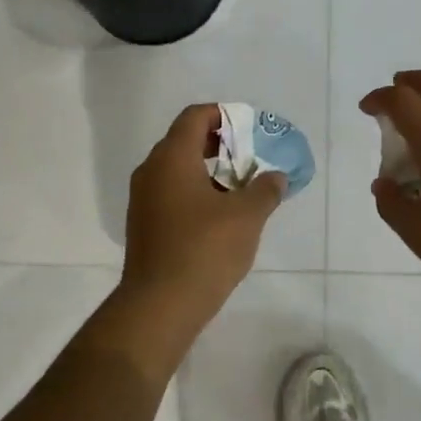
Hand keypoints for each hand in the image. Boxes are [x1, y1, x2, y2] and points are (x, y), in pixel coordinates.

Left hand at [121, 104, 285, 330]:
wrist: (160, 304)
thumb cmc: (204, 249)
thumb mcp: (247, 216)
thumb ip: (265, 189)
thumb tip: (276, 177)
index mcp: (172, 157)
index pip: (195, 116)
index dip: (224, 115)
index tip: (251, 130)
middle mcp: (151, 171)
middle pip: (186, 141)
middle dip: (221, 145)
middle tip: (252, 158)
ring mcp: (144, 200)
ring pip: (179, 171)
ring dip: (211, 173)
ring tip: (243, 189)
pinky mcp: (145, 226)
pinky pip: (173, 195)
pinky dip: (197, 194)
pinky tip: (222, 217)